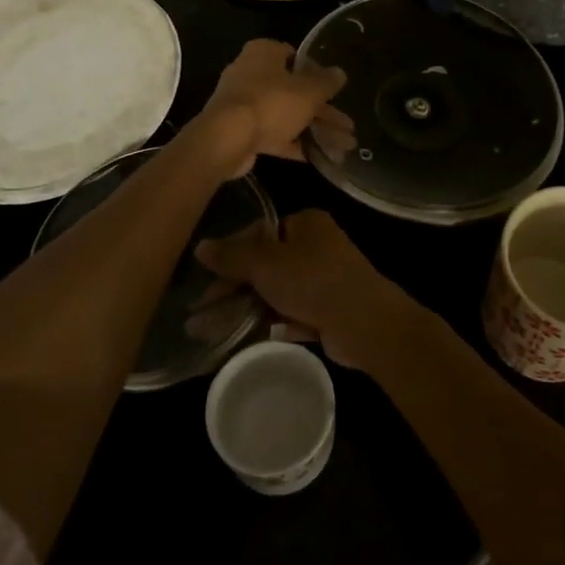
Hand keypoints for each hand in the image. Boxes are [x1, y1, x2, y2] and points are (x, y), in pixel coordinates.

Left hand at [196, 39, 350, 176]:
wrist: (227, 139)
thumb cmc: (271, 103)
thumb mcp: (309, 91)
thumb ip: (327, 82)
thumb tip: (340, 73)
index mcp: (264, 53)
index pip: (294, 56)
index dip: (317, 72)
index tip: (334, 89)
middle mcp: (250, 74)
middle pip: (293, 90)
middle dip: (323, 110)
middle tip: (348, 125)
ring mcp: (244, 104)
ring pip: (286, 114)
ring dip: (314, 129)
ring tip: (343, 146)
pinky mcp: (241, 131)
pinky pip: (274, 134)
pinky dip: (294, 143)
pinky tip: (318, 156)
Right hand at [196, 210, 412, 368]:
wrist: (363, 322)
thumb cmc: (312, 280)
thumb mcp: (265, 263)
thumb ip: (232, 255)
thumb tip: (201, 246)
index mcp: (306, 224)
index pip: (260, 232)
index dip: (232, 253)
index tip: (207, 278)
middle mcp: (317, 247)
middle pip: (267, 264)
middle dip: (234, 287)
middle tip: (202, 311)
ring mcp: (325, 280)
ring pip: (277, 292)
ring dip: (247, 309)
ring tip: (211, 330)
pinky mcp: (328, 311)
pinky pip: (291, 315)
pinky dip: (269, 324)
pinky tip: (241, 340)